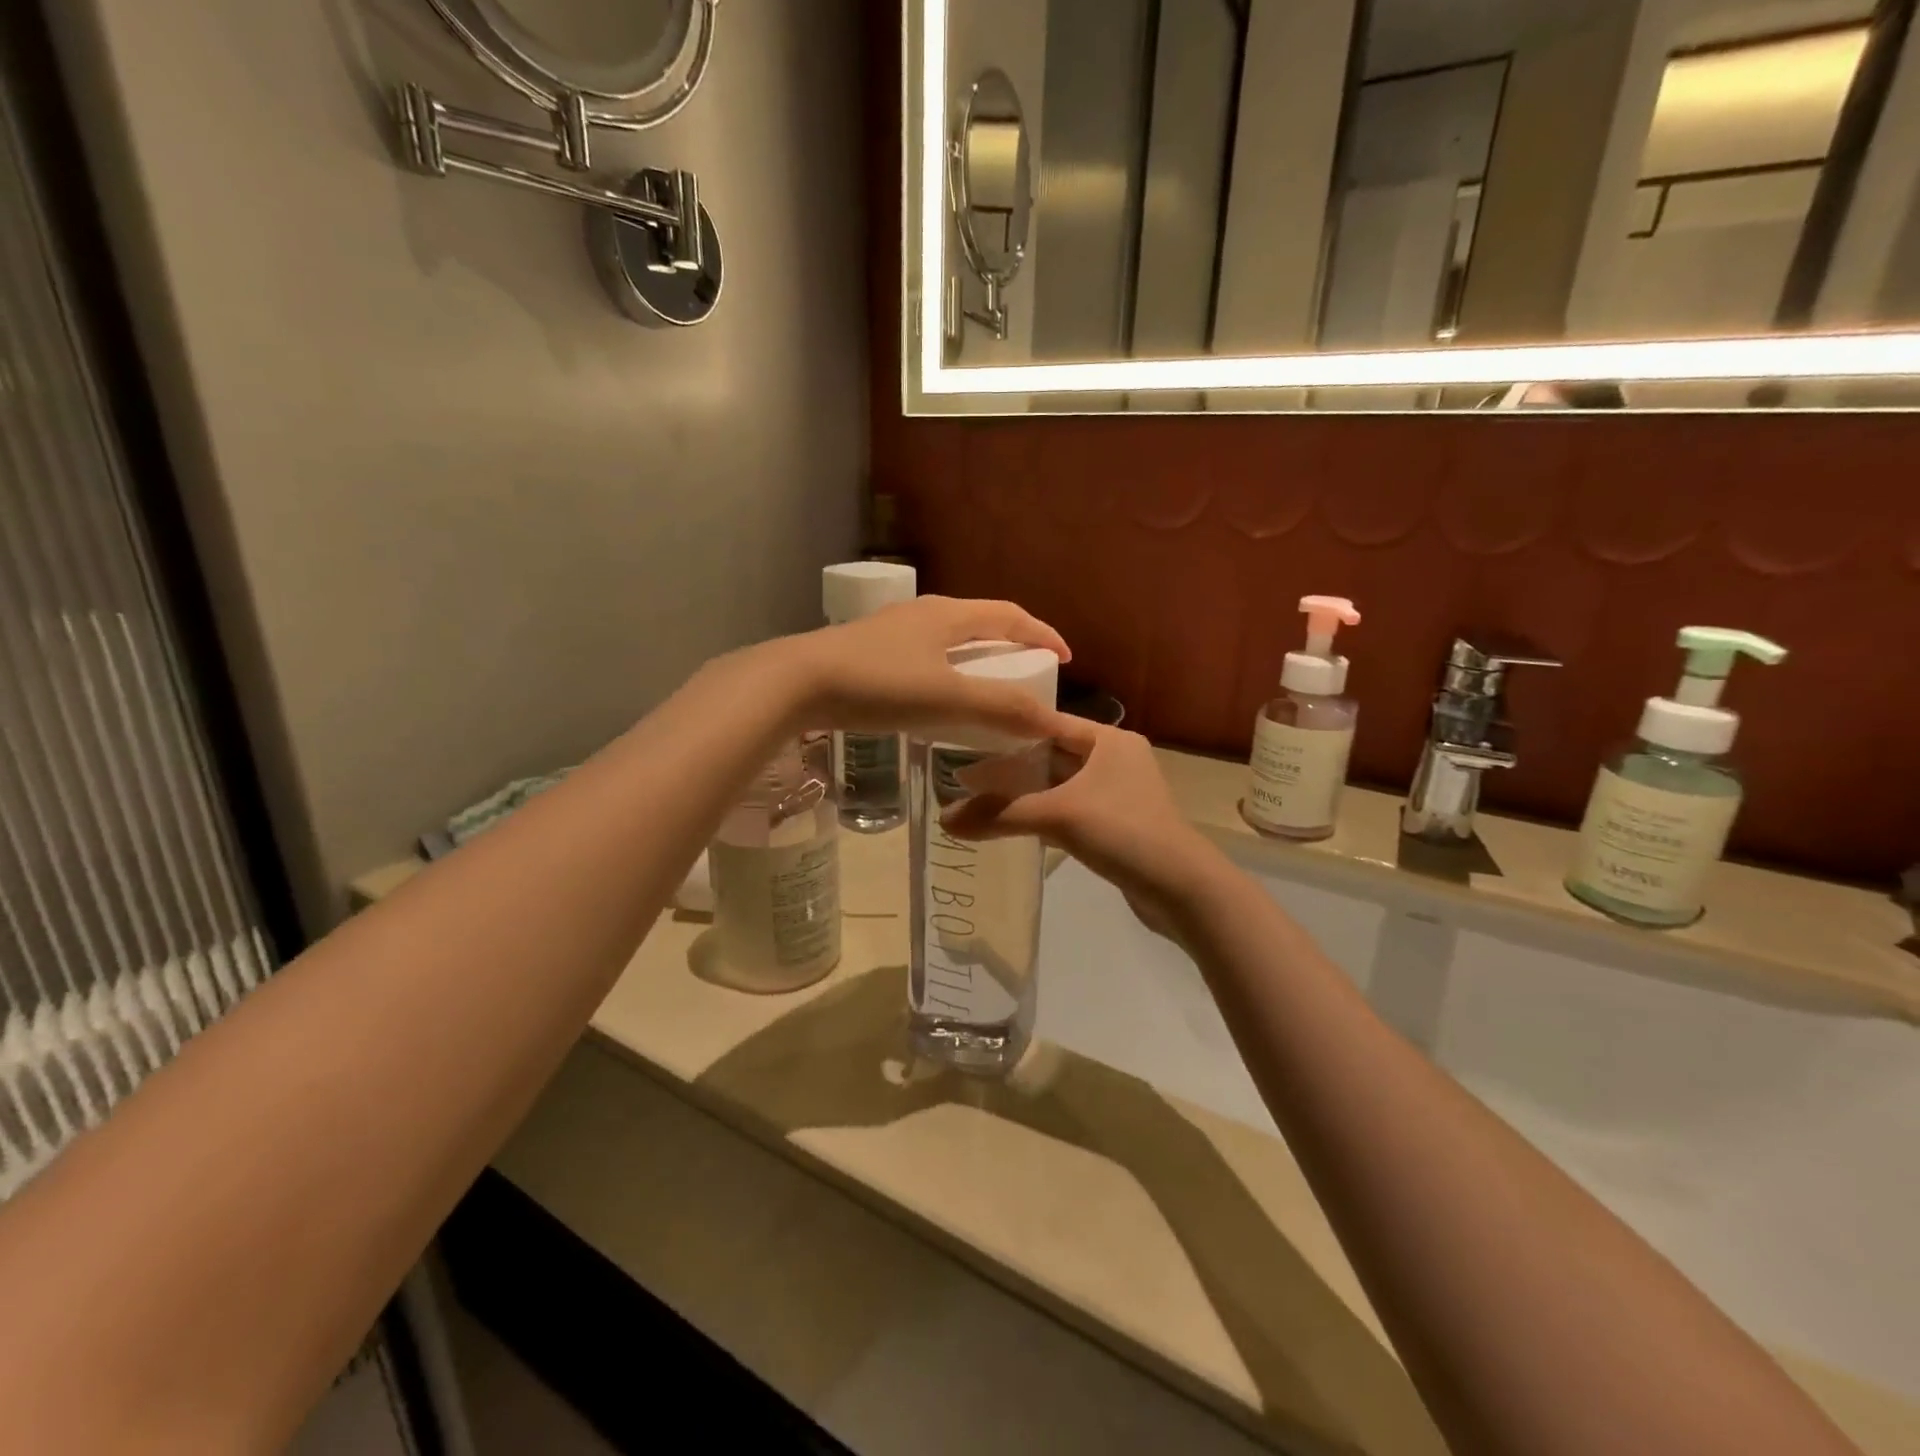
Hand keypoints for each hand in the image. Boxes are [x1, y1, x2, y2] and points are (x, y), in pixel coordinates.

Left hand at [775, 596, 1073, 738]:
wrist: (795, 683)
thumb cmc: (878, 684)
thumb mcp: (947, 699)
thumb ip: (1002, 709)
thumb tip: (1054, 723)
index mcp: (948, 615)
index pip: (1009, 615)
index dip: (1042, 634)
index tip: (1064, 659)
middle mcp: (922, 613)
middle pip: (979, 623)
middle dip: (1011, 646)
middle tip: (1027, 676)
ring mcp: (891, 630)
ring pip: (948, 640)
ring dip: (976, 660)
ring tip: (986, 690)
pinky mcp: (867, 652)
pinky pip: (923, 657)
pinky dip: (946, 674)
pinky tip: (936, 701)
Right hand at [942, 722, 1223, 936]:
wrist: (1182, 889)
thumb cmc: (1124, 832)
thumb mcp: (1059, 816)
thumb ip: (1000, 814)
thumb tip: (943, 819)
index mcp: (1109, 740)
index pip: (1049, 723)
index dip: (1009, 729)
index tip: (968, 734)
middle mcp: (1115, 758)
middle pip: (1052, 754)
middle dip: (1012, 763)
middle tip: (965, 769)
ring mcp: (1118, 793)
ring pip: (1060, 784)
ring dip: (1026, 791)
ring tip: (980, 795)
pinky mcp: (1116, 823)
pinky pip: (1070, 809)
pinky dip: (1043, 812)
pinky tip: (1013, 822)